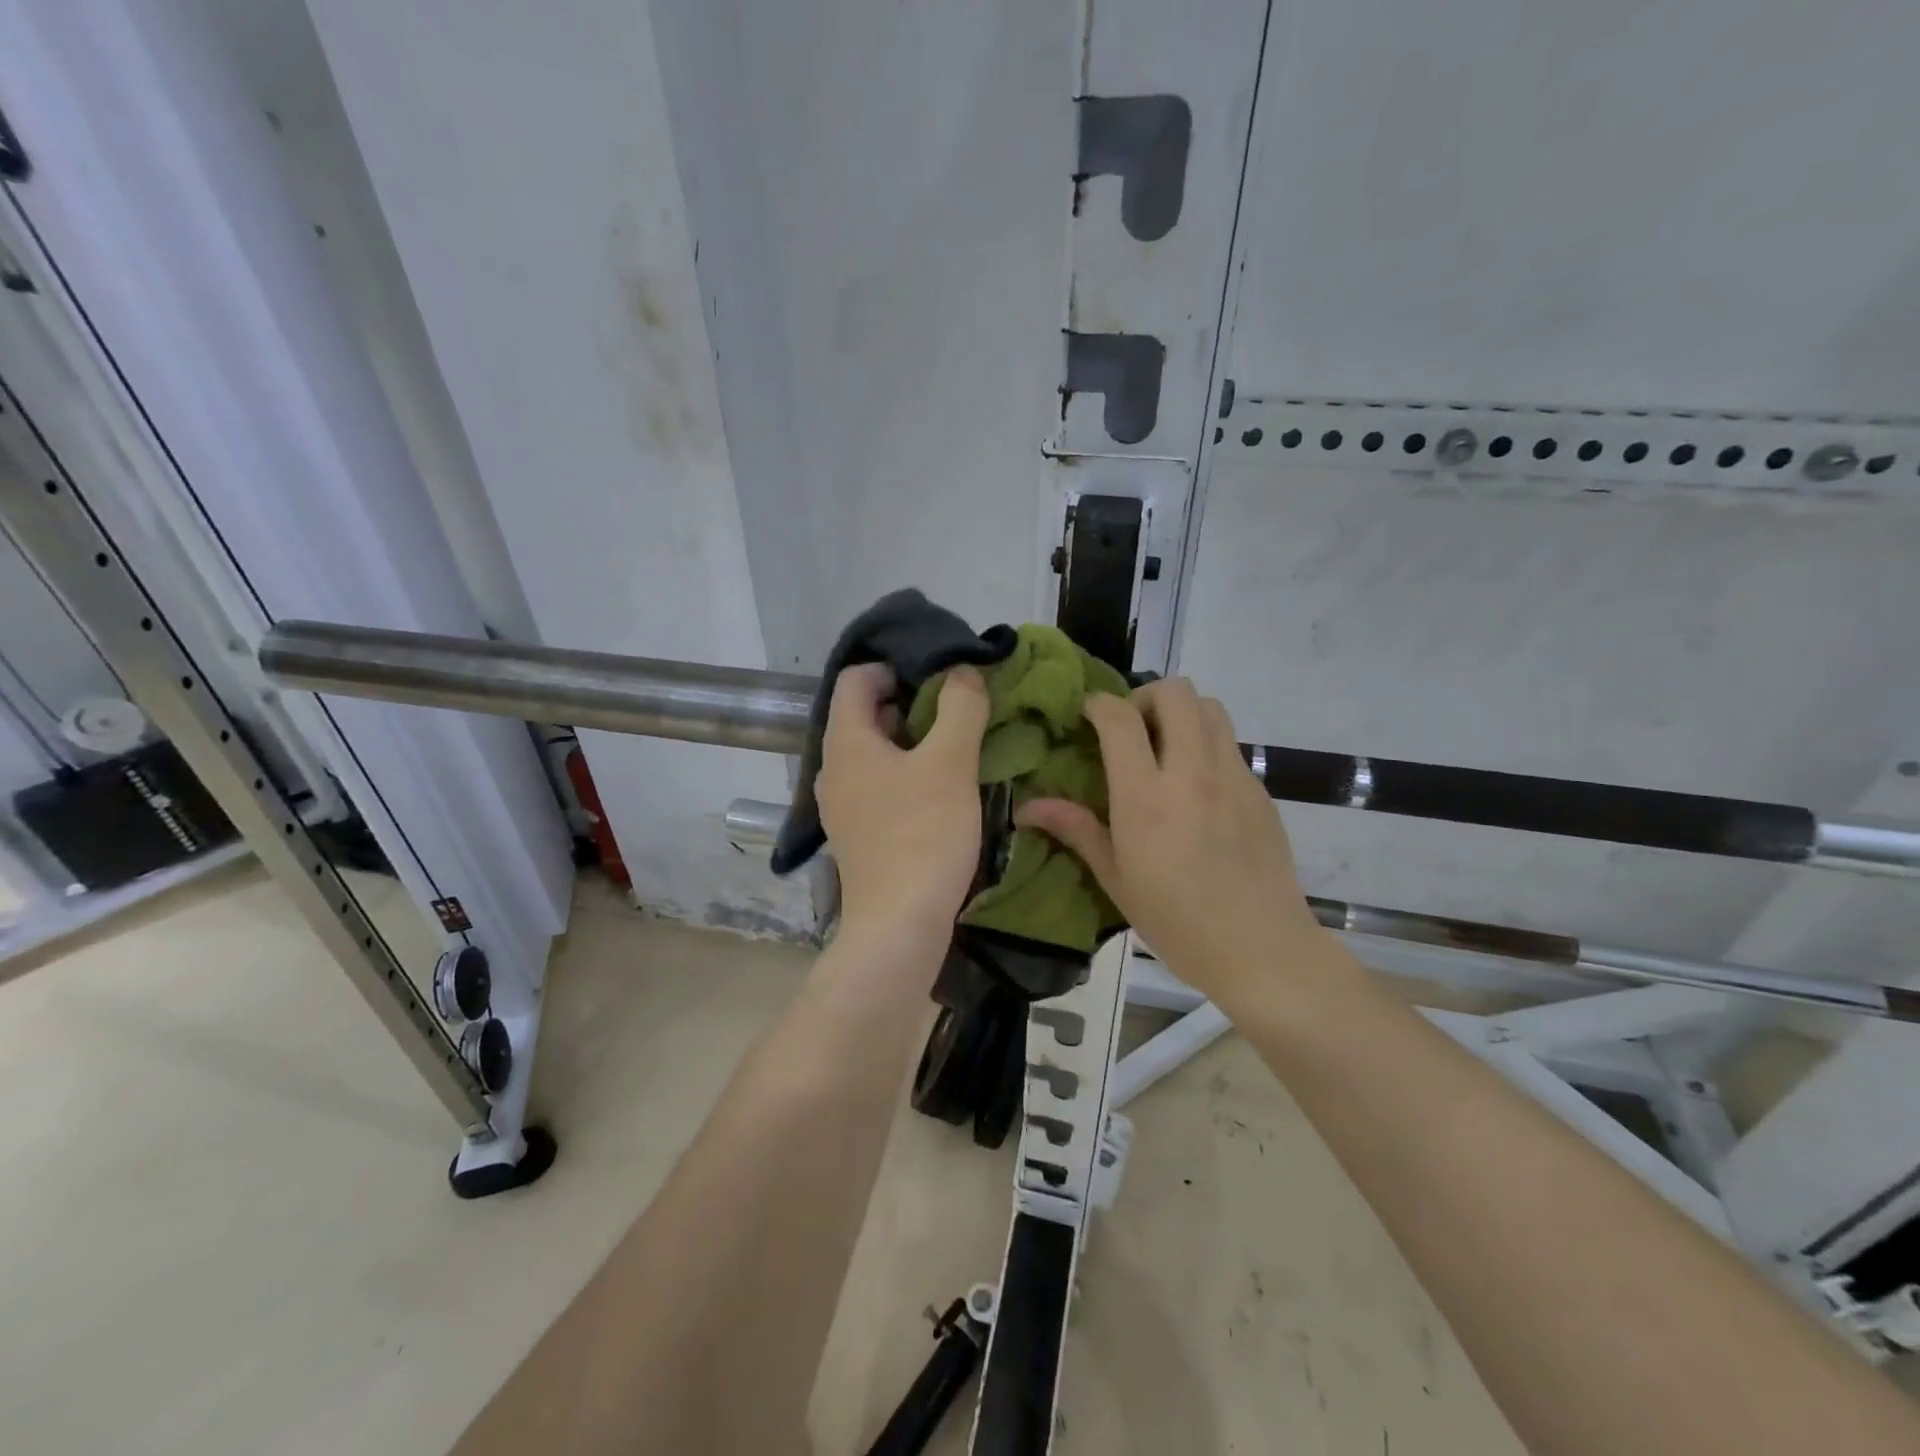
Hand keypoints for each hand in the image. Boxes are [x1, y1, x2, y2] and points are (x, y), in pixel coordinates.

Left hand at [817, 662, 990, 941]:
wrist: (899, 925)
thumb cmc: (923, 835)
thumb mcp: (950, 763)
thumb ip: (960, 707)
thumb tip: (962, 672)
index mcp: (846, 741)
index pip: (856, 678)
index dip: (895, 666)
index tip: (938, 675)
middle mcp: (833, 768)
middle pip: (864, 713)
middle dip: (909, 701)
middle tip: (955, 707)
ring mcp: (841, 804)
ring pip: (873, 751)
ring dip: (911, 739)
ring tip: (955, 744)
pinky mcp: (857, 833)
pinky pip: (877, 784)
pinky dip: (905, 773)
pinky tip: (940, 787)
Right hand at [1016, 679, 1340, 1009]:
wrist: (1260, 948)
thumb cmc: (1176, 921)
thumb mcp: (1115, 878)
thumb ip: (1076, 829)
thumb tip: (1026, 807)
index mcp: (1146, 797)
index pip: (1120, 717)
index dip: (1098, 704)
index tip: (1087, 716)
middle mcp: (1192, 773)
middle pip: (1175, 692)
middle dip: (1145, 697)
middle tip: (1131, 730)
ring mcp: (1232, 776)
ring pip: (1210, 706)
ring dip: (1181, 713)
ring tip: (1165, 748)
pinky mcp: (1259, 789)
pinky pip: (1229, 743)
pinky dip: (1205, 744)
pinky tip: (1196, 787)